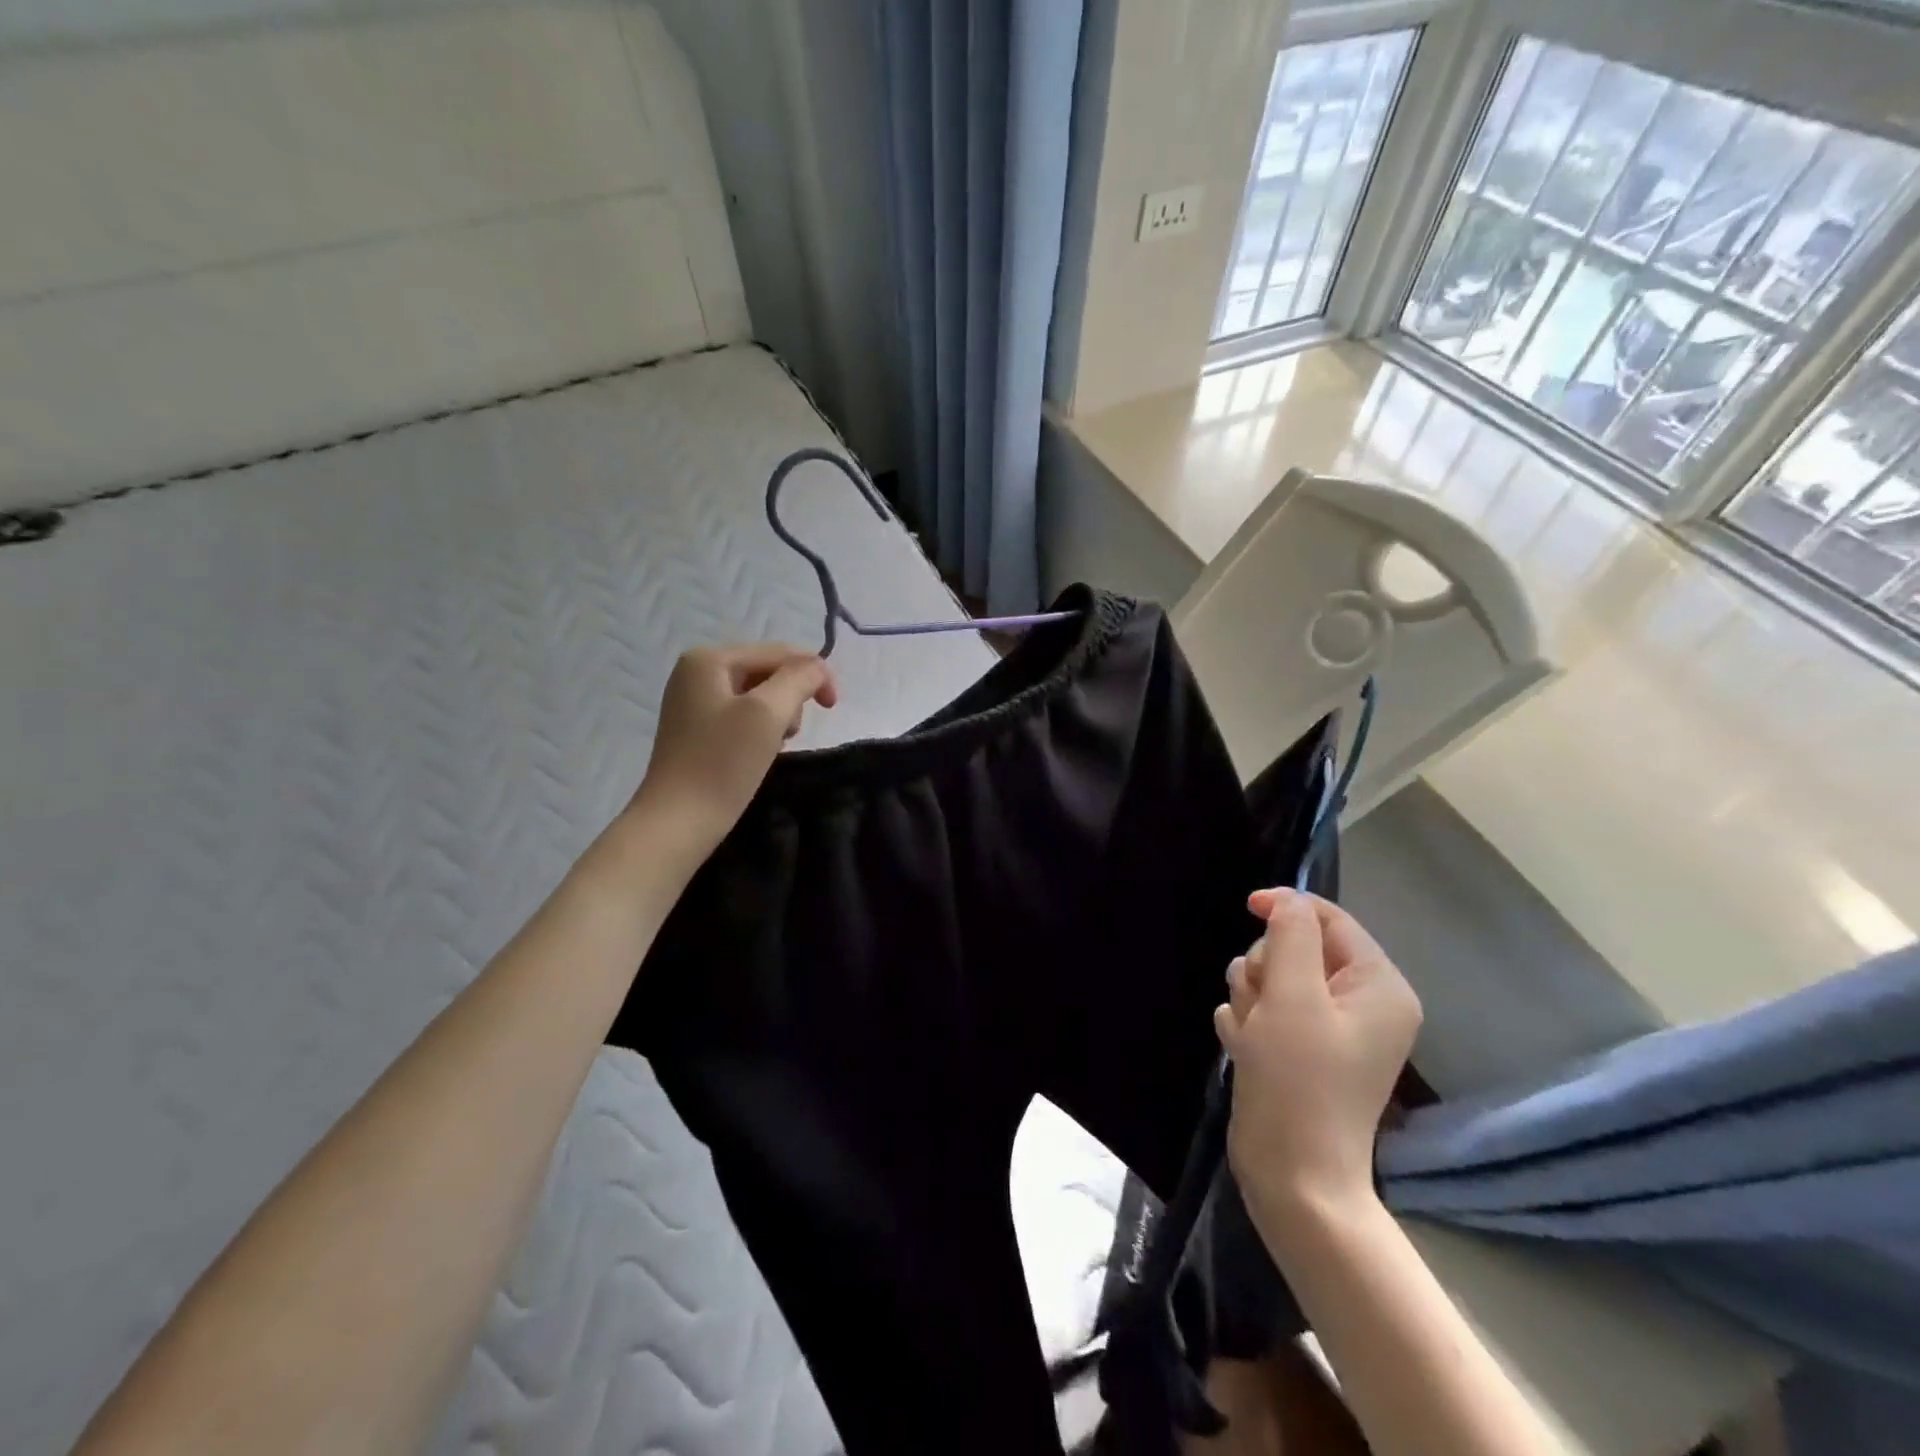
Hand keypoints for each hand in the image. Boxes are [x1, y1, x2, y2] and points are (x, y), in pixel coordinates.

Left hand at [632, 643, 836, 850]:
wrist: (678, 822)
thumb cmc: (723, 763)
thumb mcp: (768, 713)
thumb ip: (799, 679)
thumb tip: (818, 669)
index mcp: (709, 659)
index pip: (779, 652)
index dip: (814, 673)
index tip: (833, 708)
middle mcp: (696, 671)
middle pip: (768, 670)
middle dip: (792, 697)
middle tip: (790, 734)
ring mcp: (694, 700)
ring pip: (759, 694)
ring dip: (779, 715)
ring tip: (775, 745)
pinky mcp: (697, 729)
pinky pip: (743, 715)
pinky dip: (761, 729)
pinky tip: (760, 751)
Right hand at [1215, 889, 1421, 1229]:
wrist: (1292, 1176)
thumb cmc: (1299, 1080)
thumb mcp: (1293, 995)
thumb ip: (1291, 935)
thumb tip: (1288, 900)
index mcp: (1378, 986)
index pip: (1331, 920)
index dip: (1288, 907)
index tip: (1246, 907)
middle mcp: (1359, 1004)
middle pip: (1296, 948)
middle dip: (1266, 968)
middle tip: (1262, 1004)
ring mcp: (1328, 1030)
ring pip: (1271, 978)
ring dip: (1250, 998)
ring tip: (1253, 1035)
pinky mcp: (1298, 1051)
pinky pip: (1261, 1010)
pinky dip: (1247, 1023)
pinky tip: (1245, 1050)